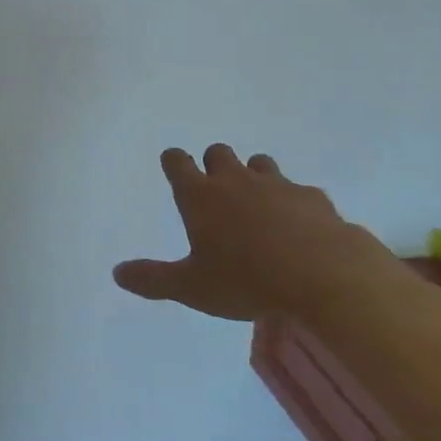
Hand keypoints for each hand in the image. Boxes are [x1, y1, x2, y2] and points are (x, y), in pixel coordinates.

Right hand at [114, 144, 349, 320]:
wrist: (322, 274)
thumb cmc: (246, 281)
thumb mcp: (192, 288)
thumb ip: (153, 279)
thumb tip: (118, 273)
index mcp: (201, 196)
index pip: (177, 161)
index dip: (174, 162)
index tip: (174, 168)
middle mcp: (234, 179)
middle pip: (218, 152)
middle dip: (214, 165)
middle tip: (217, 193)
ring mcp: (276, 183)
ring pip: (259, 163)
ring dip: (254, 177)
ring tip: (258, 207)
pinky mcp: (310, 196)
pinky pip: (297, 190)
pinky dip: (293, 203)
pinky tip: (299, 228)